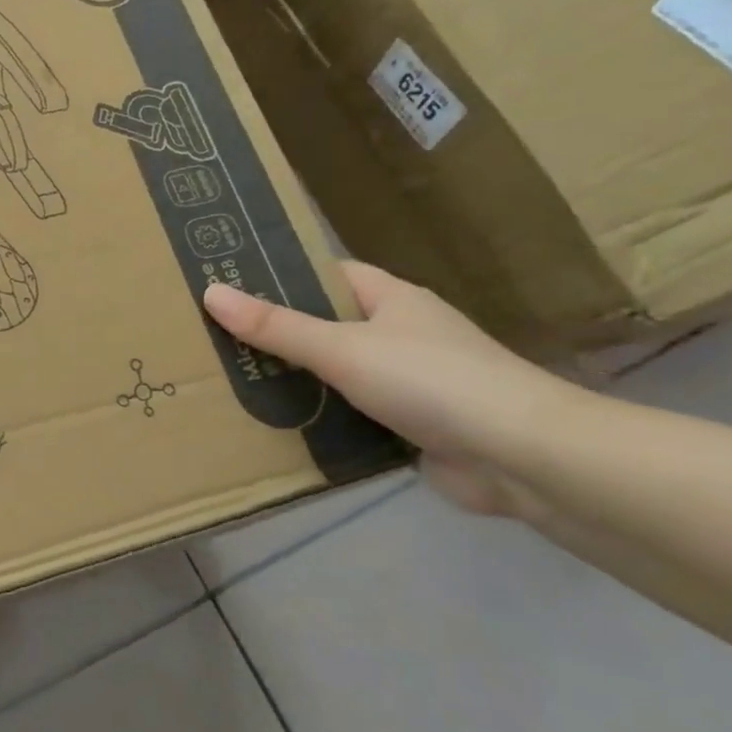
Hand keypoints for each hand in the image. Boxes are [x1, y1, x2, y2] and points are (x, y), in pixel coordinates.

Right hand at [203, 265, 583, 518]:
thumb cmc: (430, 381)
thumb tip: (211, 292)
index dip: (284, 275)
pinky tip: (279, 429)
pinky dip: (322, 420)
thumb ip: (276, 326)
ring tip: (232, 383)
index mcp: (392, 299)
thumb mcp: (341, 348)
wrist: (521, 457)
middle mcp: (401, 334)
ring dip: (298, 382)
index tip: (231, 285)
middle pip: (328, 325)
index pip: (329, 274)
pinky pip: (352, 415)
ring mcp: (409, 382)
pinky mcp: (412, 427)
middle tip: (217, 340)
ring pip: (338, 374)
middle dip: (279, 334)